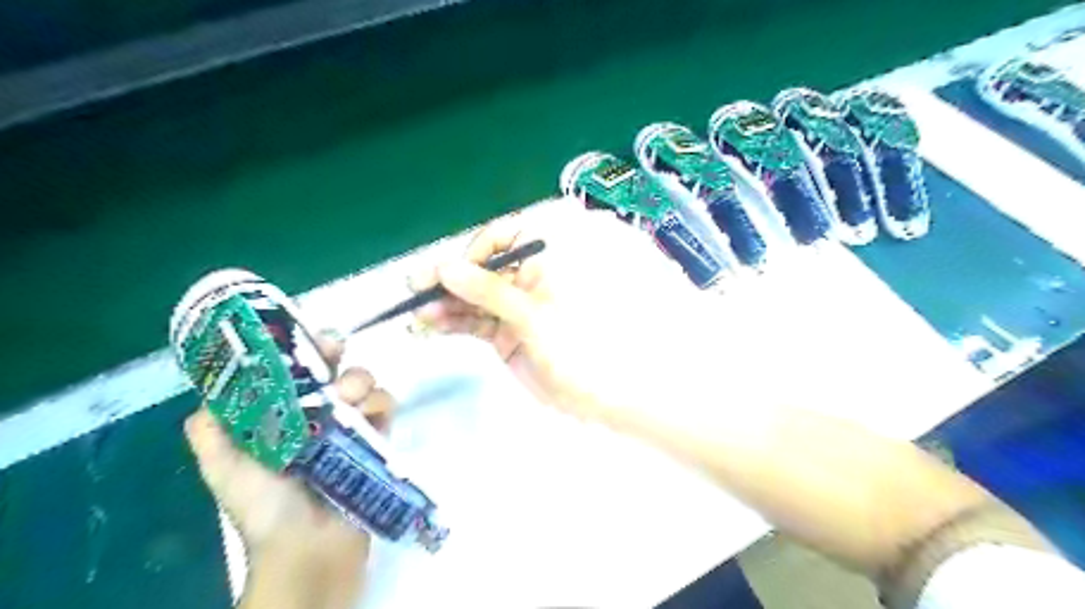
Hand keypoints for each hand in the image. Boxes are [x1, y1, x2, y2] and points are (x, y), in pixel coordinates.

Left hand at [182, 331, 397, 557]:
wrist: (310, 548)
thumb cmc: (265, 508)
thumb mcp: (225, 469)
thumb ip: (212, 432)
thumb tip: (211, 387)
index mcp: (282, 415)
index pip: (292, 370)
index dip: (298, 348)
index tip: (301, 336)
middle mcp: (317, 413)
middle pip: (331, 366)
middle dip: (334, 352)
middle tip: (335, 352)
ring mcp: (349, 424)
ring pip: (362, 380)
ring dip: (358, 379)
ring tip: (349, 398)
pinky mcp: (378, 436)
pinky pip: (385, 405)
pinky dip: (380, 402)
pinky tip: (370, 414)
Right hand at [410, 202, 703, 420]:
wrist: (604, 397)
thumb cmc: (580, 346)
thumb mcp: (534, 315)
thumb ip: (489, 291)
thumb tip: (446, 267)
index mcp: (549, 258)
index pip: (503, 237)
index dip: (475, 251)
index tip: (452, 272)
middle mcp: (530, 276)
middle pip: (482, 269)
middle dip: (451, 280)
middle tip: (415, 289)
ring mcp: (517, 306)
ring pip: (474, 297)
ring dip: (447, 304)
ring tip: (417, 315)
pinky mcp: (506, 333)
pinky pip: (475, 321)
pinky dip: (454, 323)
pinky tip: (431, 326)